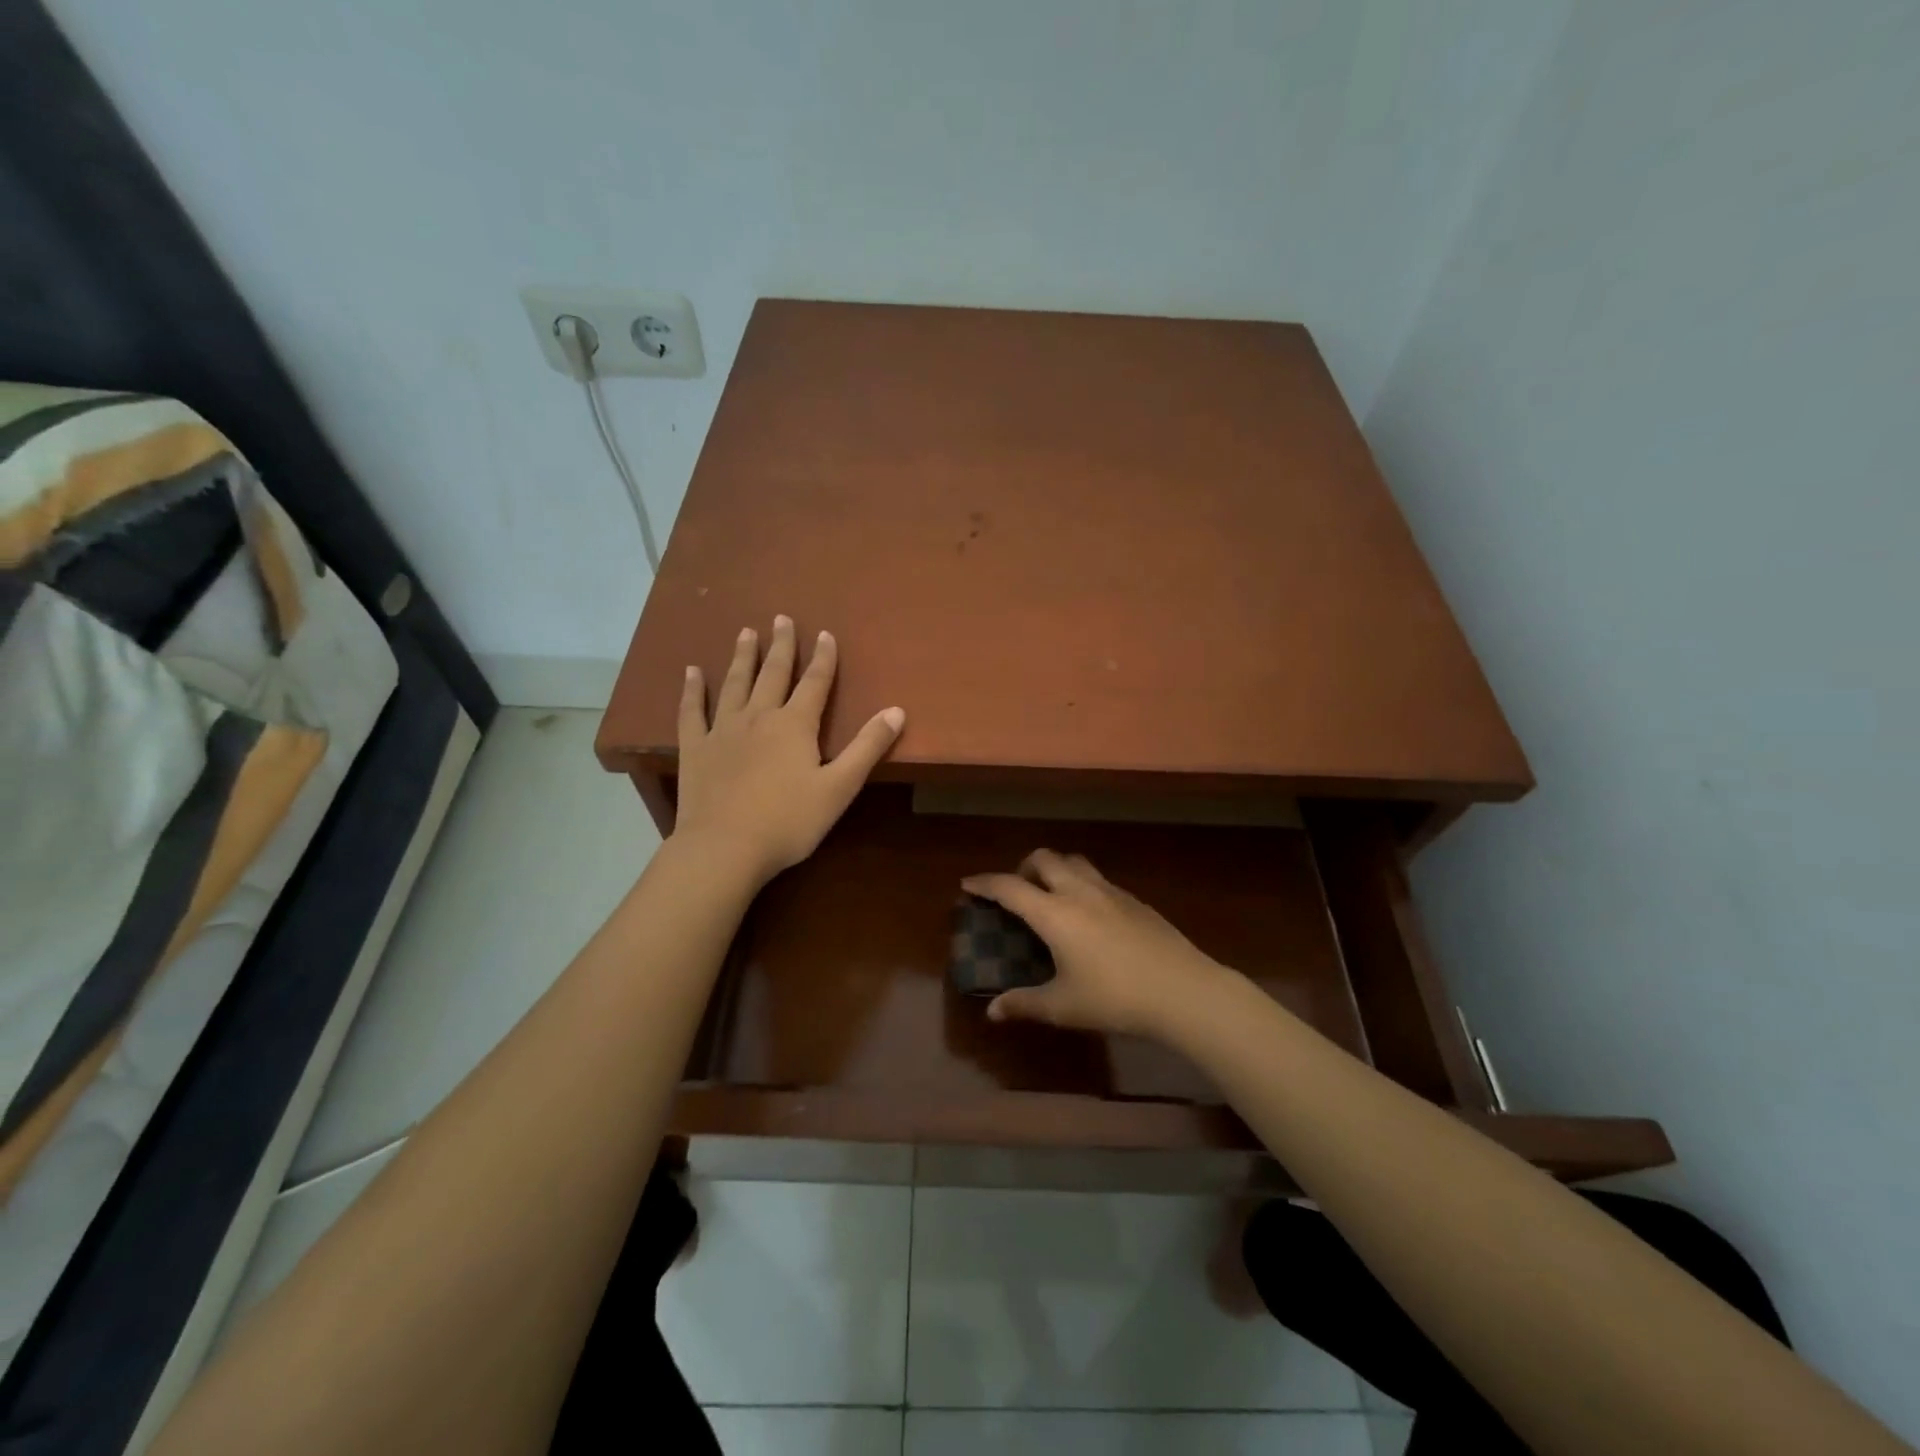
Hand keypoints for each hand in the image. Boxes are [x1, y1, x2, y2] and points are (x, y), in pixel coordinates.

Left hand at [673, 617, 904, 884]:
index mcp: (795, 725)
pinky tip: (691, 672)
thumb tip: (897, 710)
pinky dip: (692, 690)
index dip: (823, 658)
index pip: (815, 682)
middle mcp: (759, 716)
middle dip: (781, 646)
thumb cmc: (789, 821)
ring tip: (745, 633)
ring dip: (742, 657)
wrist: (724, 847)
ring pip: (735, 684)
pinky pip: (692, 711)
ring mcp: (723, 730)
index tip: (824, 633)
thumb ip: (867, 747)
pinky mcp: (695, 748)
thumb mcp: (839, 787)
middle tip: (781, 619)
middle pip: (773, 673)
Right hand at [961, 850, 1233, 1038]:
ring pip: (1074, 862)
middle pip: (1044, 859)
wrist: (1182, 990)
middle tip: (1017, 890)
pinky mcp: (1135, 900)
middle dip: (1023, 867)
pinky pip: (1098, 878)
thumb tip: (992, 1012)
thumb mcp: (1063, 1007)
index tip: (968, 884)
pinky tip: (1090, 914)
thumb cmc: (1115, 998)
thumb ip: (1025, 1004)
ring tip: (1052, 895)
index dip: (985, 883)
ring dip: (1055, 868)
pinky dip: (1082, 883)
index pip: (1010, 887)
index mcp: (1054, 913)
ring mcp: (1111, 892)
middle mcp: (1079, 892)